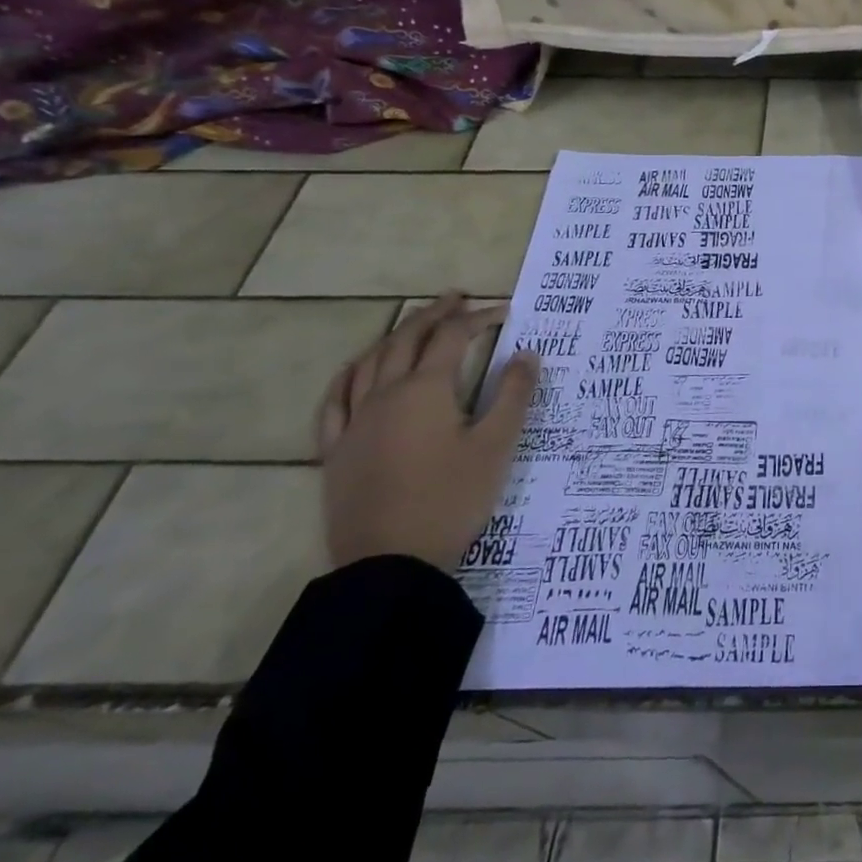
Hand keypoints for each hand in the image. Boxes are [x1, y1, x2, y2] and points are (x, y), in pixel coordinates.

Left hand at [317, 292, 538, 570]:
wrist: (391, 563)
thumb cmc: (452, 499)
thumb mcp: (497, 445)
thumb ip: (513, 394)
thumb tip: (527, 353)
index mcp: (425, 390)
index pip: (453, 338)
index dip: (479, 318)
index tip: (504, 311)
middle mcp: (384, 395)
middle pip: (406, 340)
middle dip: (434, 315)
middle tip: (456, 298)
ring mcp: (354, 423)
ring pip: (368, 363)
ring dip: (393, 336)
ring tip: (413, 325)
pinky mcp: (336, 451)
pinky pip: (335, 401)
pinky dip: (349, 376)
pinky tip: (356, 371)